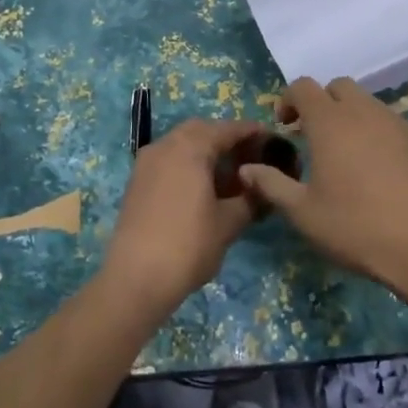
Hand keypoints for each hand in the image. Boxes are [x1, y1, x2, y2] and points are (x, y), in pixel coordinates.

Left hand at [103, 118, 269, 314]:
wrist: (135, 278)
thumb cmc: (188, 245)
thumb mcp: (228, 223)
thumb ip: (249, 199)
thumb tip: (263, 188)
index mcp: (189, 148)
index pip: (226, 129)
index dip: (251, 132)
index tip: (271, 139)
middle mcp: (164, 146)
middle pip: (200, 131)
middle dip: (226, 139)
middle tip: (249, 158)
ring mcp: (146, 164)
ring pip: (181, 145)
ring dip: (205, 152)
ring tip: (230, 177)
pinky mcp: (137, 183)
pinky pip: (168, 161)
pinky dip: (188, 165)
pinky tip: (203, 189)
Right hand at [239, 77, 407, 298]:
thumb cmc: (357, 228)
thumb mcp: (303, 213)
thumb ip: (271, 185)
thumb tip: (246, 169)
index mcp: (331, 122)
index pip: (303, 87)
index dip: (288, 100)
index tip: (285, 127)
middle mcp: (366, 113)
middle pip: (339, 87)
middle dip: (322, 103)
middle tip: (314, 137)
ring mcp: (400, 125)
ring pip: (369, 105)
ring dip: (352, 119)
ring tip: (347, 158)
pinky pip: (394, 126)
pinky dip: (379, 137)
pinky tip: (381, 174)